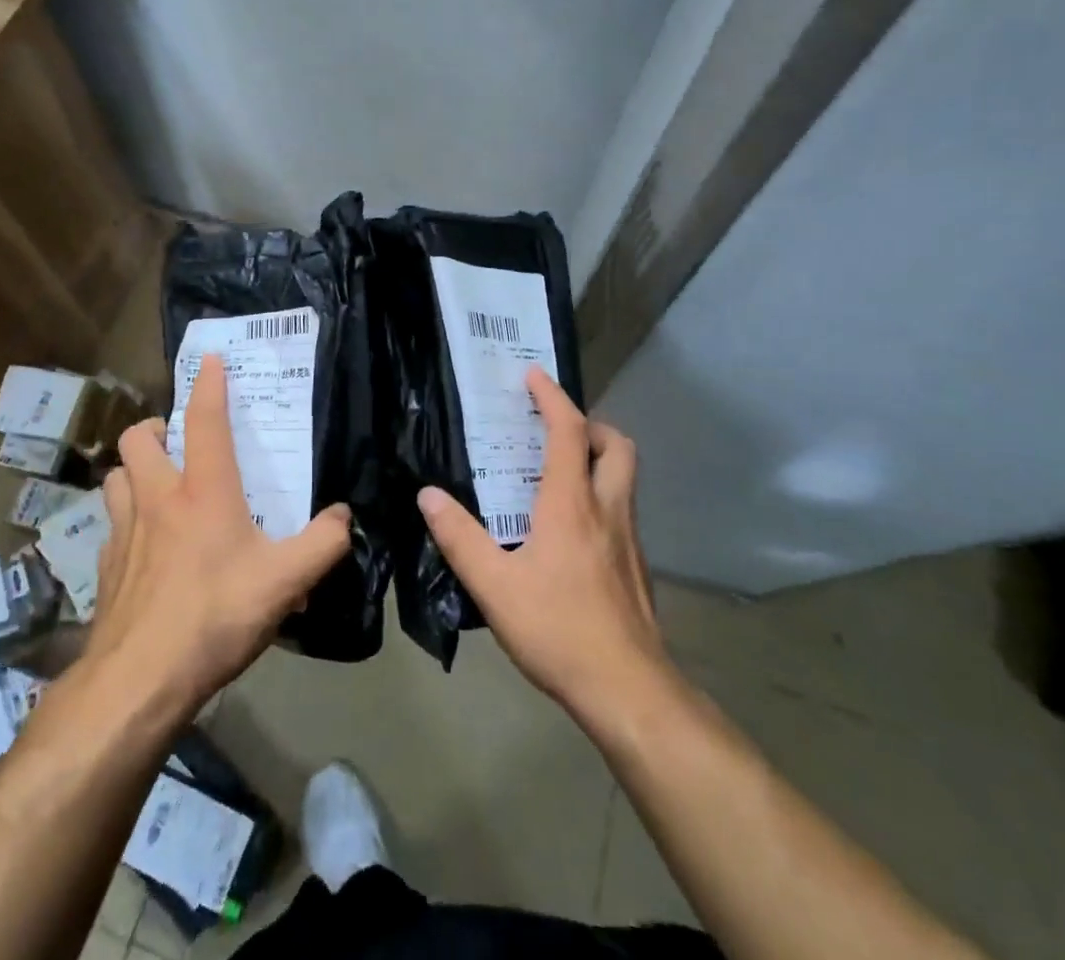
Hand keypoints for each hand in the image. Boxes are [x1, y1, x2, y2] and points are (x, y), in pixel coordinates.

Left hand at [82, 354, 352, 716]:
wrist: (140, 679)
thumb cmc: (216, 615)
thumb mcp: (286, 581)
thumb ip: (323, 544)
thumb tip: (343, 517)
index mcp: (203, 492)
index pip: (205, 421)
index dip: (209, 385)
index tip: (210, 359)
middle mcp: (158, 499)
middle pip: (139, 440)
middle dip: (156, 429)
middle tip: (177, 442)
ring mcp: (124, 533)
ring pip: (115, 477)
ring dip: (133, 471)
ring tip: (155, 485)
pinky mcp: (105, 568)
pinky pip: (110, 528)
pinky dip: (125, 524)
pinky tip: (143, 549)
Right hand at [417, 367, 666, 720]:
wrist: (628, 690)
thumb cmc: (558, 628)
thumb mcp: (494, 586)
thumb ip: (459, 537)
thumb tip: (427, 495)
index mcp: (571, 503)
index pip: (568, 431)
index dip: (552, 397)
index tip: (533, 375)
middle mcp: (607, 509)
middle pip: (616, 445)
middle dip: (590, 424)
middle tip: (556, 430)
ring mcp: (629, 539)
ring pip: (624, 478)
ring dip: (598, 459)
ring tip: (559, 473)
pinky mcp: (636, 568)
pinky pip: (621, 511)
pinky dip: (600, 497)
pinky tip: (573, 530)